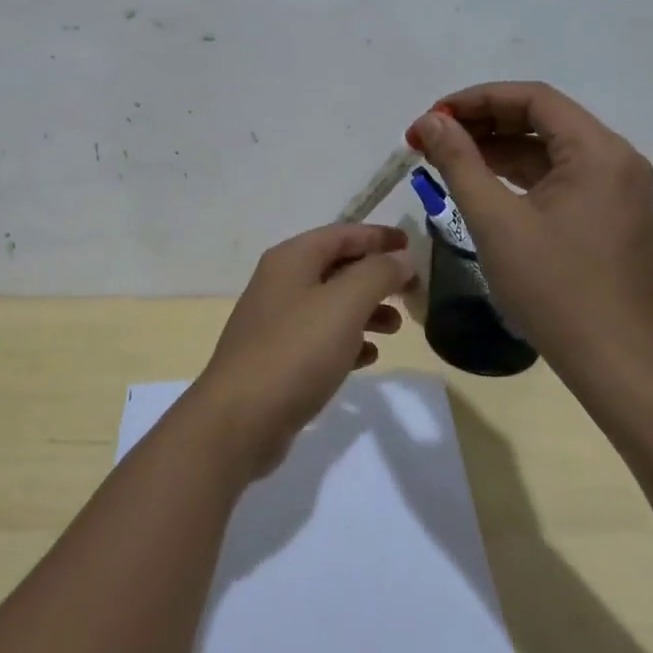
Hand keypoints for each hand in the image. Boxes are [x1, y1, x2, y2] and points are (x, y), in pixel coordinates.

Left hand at [189, 224, 414, 478]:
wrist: (240, 418)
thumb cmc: (296, 351)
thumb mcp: (345, 305)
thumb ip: (377, 275)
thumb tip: (402, 258)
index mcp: (291, 258)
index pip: (342, 234)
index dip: (377, 236)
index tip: (411, 244)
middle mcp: (281, 281)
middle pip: (337, 267)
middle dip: (375, 275)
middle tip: (412, 292)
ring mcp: (277, 320)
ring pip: (331, 303)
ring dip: (366, 309)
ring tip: (396, 327)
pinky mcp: (278, 356)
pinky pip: (320, 337)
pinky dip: (347, 340)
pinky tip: (368, 357)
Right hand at [407, 82, 652, 387]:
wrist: (616, 363)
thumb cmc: (554, 288)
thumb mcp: (495, 220)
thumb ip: (458, 161)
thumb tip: (430, 121)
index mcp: (597, 151)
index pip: (532, 98)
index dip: (476, 99)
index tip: (432, 116)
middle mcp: (615, 159)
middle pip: (541, 118)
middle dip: (482, 121)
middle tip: (432, 136)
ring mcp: (616, 187)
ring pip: (547, 148)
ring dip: (496, 147)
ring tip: (446, 157)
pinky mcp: (609, 213)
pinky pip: (558, 175)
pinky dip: (517, 173)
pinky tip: (480, 182)